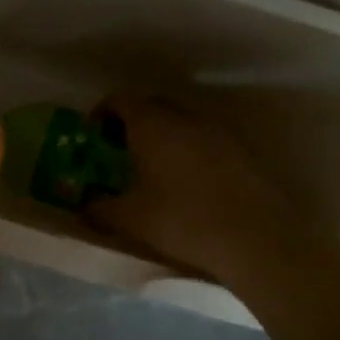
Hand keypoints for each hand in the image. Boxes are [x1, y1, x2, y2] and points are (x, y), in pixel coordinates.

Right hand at [86, 94, 313, 284]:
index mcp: (153, 125)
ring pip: (182, 122)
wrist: (256, 239)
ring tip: (152, 166)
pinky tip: (186, 180)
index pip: (121, 100)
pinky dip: (189, 149)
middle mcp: (186, 118)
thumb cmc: (182, 221)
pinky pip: (205, 139)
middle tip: (119, 149)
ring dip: (163, 135)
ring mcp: (219, 132)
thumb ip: (100, 209)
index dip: (103, 112)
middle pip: (153, 106)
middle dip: (132, 122)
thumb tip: (83, 207)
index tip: (93, 133)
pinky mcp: (243, 150)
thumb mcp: (130, 219)